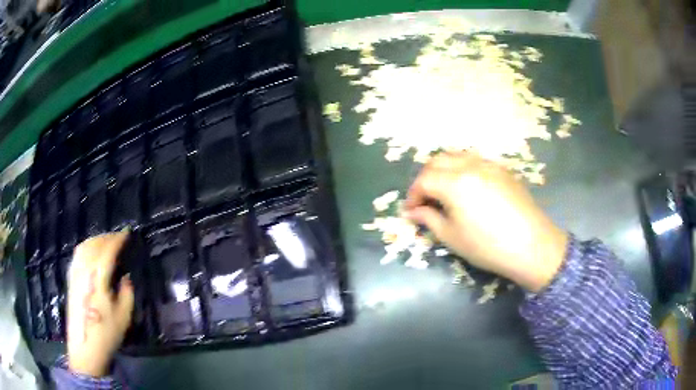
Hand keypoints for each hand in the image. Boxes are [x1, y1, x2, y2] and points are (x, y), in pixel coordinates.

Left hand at [67, 232, 133, 376]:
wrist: (85, 347)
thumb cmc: (106, 333)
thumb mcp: (123, 317)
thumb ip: (126, 294)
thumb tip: (125, 278)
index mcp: (98, 278)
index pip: (107, 251)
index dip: (118, 240)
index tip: (127, 233)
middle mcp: (84, 271)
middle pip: (94, 245)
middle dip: (107, 237)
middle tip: (118, 237)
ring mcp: (75, 273)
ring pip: (84, 247)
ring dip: (96, 240)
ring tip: (105, 241)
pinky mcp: (71, 279)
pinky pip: (77, 255)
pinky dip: (86, 247)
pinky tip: (90, 252)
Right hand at [403, 152, 567, 291]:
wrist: (531, 245)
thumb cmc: (488, 246)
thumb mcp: (452, 237)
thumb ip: (429, 219)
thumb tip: (414, 212)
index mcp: (455, 183)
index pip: (424, 180)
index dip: (413, 195)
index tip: (410, 211)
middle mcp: (470, 166)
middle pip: (438, 161)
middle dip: (425, 178)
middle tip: (424, 199)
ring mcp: (489, 164)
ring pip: (457, 156)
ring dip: (443, 169)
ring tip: (443, 191)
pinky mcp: (502, 170)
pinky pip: (475, 160)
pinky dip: (462, 168)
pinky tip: (466, 188)